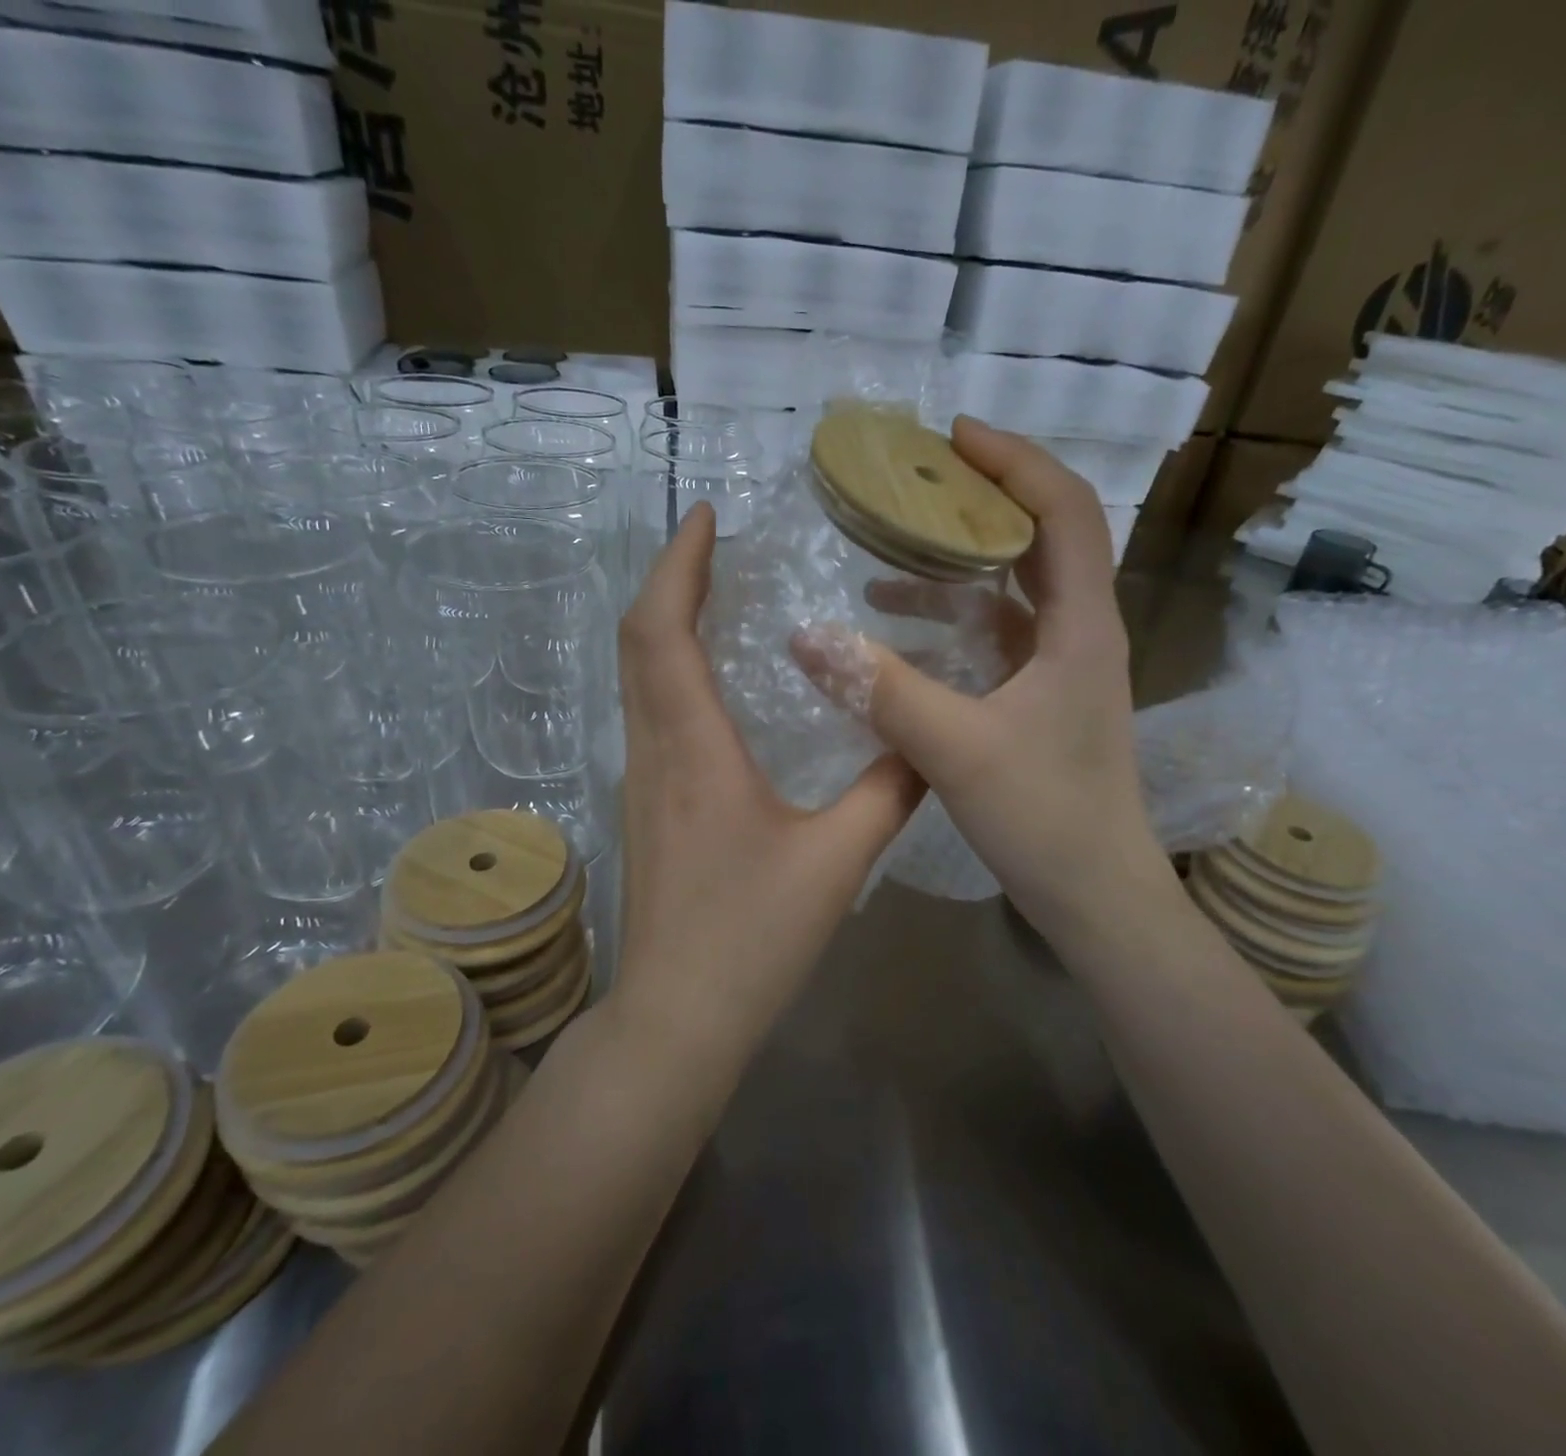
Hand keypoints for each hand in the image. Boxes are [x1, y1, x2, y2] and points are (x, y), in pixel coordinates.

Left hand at [610, 503, 924, 1062]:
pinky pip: (649, 711)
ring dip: (668, 622)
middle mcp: (653, 751)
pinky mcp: (645, 806)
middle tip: (718, 542)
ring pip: (637, 676)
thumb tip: (927, 741)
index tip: (707, 516)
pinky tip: (714, 680)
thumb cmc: (750, 939)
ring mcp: (640, 780)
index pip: (662, 630)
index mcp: (692, 750)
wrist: (676, 1018)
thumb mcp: (835, 862)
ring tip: (719, 592)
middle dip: (671, 579)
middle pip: (638, 640)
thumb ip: (888, 793)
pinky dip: (671, 669)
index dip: (677, 563)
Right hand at [792, 417, 1171, 937]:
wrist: (1095, 894)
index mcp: (1081, 626)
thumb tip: (804, 636)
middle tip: (914, 480)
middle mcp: (1080, 633)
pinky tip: (897, 632)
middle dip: (981, 500)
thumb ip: (880, 689)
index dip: (1014, 461)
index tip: (952, 437)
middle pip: (1041, 538)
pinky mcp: (1041, 699)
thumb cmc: (1044, 817)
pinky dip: (951, 621)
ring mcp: (1062, 668)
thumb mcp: (954, 748)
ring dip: (957, 565)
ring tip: (889, 551)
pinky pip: (996, 637)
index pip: (1064, 510)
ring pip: (1013, 590)